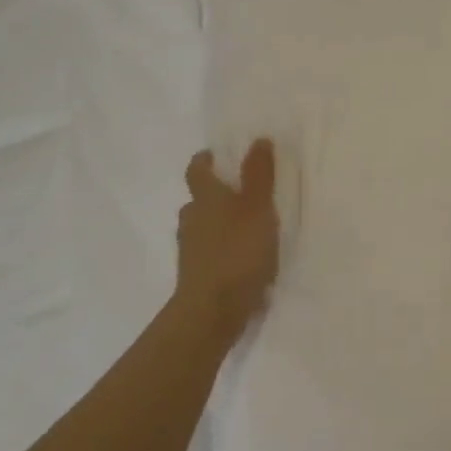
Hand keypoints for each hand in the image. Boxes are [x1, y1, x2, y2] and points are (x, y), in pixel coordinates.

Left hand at [175, 139, 279, 326]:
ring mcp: (191, 250)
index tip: (217, 155)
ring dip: (219, 224)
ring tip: (247, 227)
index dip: (206, 160)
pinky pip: (210, 252)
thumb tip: (258, 139)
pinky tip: (243, 258)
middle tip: (241, 193)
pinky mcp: (197, 275)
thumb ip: (259, 175)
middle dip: (216, 194)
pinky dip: (223, 249)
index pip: (198, 170)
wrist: (213, 310)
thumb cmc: (238, 252)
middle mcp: (192, 219)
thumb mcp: (258, 208)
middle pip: (199, 200)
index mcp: (205, 198)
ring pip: (203, 227)